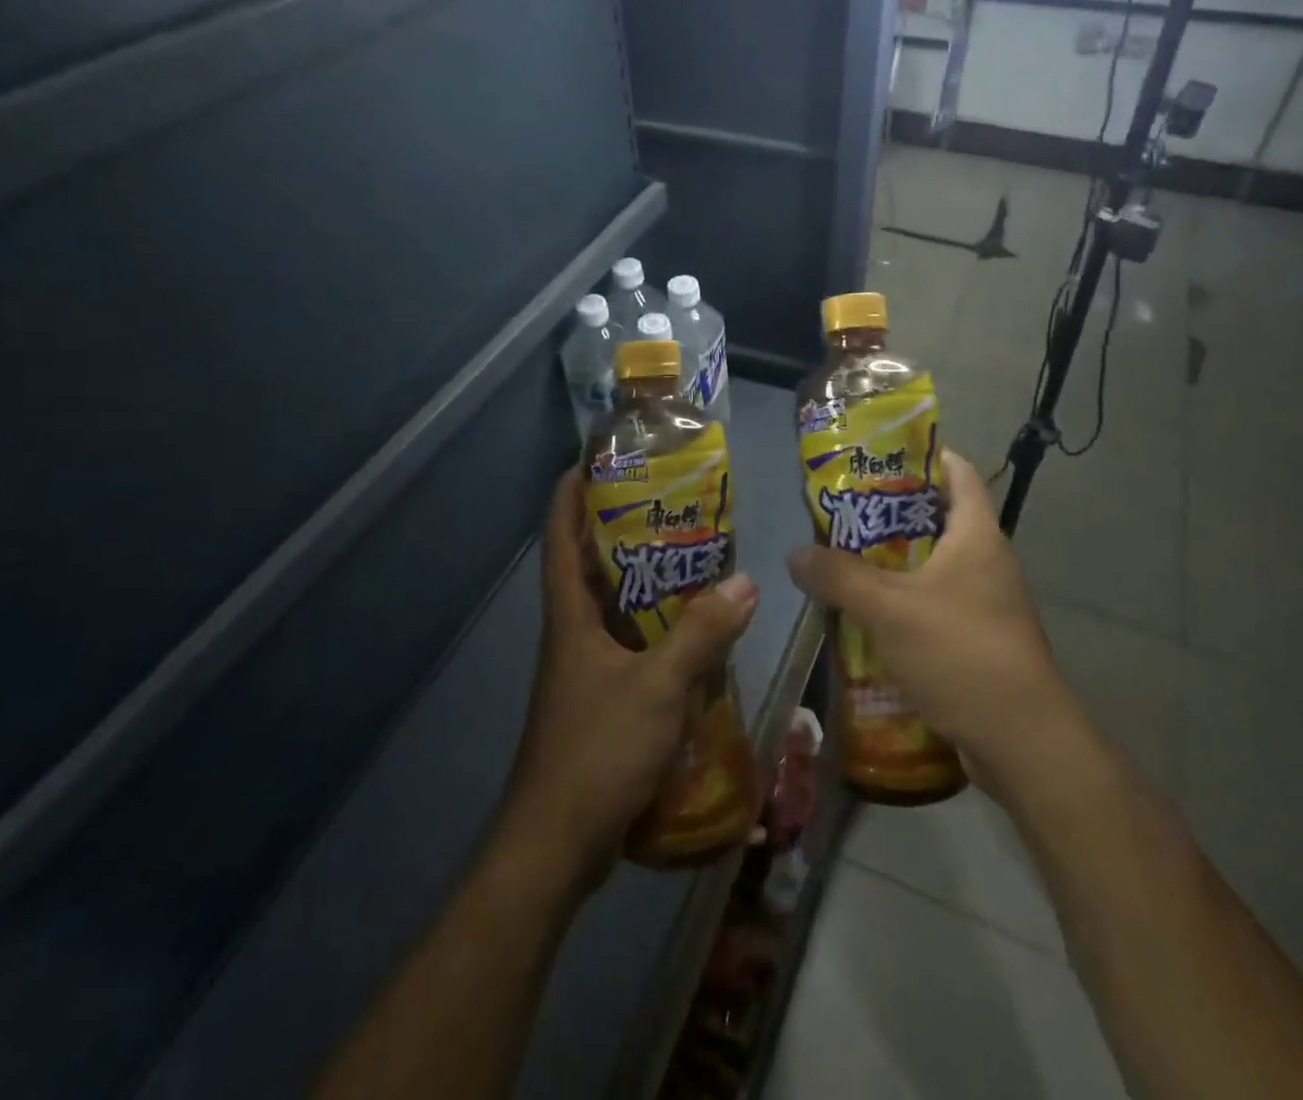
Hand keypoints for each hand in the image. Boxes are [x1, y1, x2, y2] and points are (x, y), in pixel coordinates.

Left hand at [505, 470, 757, 886]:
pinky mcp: (601, 697)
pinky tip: (697, 628)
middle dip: (622, 526)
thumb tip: (745, 581)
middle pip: (591, 563)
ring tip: (695, 553)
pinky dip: (657, 625)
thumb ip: (702, 634)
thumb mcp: (657, 688)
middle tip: (672, 499)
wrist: (556, 844)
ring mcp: (584, 667)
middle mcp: (572, 632)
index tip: (600, 457)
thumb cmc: (596, 751)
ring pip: (613, 605)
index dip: (572, 491)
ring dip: (645, 577)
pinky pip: (630, 643)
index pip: (560, 535)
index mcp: (570, 615)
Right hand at [785, 449, 1068, 791]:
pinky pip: (938, 604)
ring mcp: (988, 603)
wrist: (1021, 741)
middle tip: (845, 512)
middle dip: (893, 513)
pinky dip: (907, 601)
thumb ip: (839, 577)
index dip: (923, 456)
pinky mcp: (982, 640)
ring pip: (936, 565)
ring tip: (847, 560)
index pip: (958, 473)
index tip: (878, 456)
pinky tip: (871, 616)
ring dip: (896, 561)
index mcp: (978, 535)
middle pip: (941, 518)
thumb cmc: (959, 653)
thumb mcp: (889, 609)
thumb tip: (795, 554)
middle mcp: (989, 561)